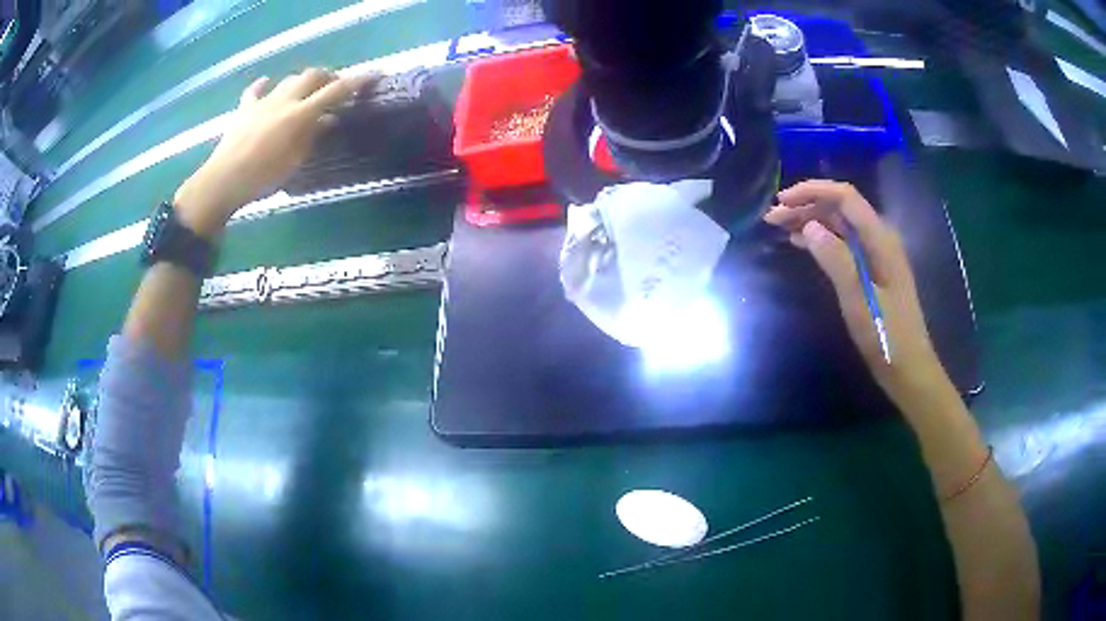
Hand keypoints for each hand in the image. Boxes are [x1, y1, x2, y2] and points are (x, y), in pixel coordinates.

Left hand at [174, 68, 374, 237]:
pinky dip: (265, 85)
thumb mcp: (294, 162)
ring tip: (306, 91)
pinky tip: (267, 84)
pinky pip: (256, 90)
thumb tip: (329, 120)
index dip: (357, 81)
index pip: (335, 91)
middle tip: (335, 86)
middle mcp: (284, 100)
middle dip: (328, 76)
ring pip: (288, 80)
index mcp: (299, 114)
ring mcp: (262, 101)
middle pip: (312, 75)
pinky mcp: (244, 108)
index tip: (374, 73)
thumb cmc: (262, 178)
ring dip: (302, 81)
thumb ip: (312, 136)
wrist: (223, 181)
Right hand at [764, 180, 954, 410]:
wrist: (908, 368)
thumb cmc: (886, 336)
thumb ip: (836, 259)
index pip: (845, 197)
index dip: (813, 191)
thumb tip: (809, 227)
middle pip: (840, 208)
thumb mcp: (858, 299)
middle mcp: (879, 239)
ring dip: (811, 221)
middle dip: (807, 205)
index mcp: (880, 239)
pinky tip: (802, 244)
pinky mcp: (872, 271)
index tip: (782, 201)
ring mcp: (876, 255)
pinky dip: (821, 239)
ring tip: (780, 228)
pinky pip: (844, 244)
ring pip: (840, 225)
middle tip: (772, 218)